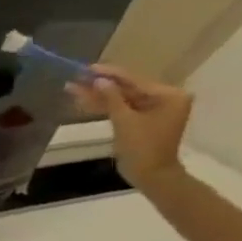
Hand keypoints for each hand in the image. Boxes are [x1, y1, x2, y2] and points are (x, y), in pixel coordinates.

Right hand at [72, 65, 191, 188]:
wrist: (150, 172)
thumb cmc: (142, 145)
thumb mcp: (125, 121)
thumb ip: (113, 99)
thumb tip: (99, 81)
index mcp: (169, 95)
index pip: (135, 81)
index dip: (110, 74)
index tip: (88, 68)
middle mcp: (165, 99)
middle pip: (128, 89)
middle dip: (100, 86)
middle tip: (75, 78)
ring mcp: (153, 110)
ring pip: (121, 99)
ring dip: (98, 96)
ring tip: (72, 89)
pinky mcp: (142, 120)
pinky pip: (122, 109)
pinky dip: (104, 106)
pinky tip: (84, 102)